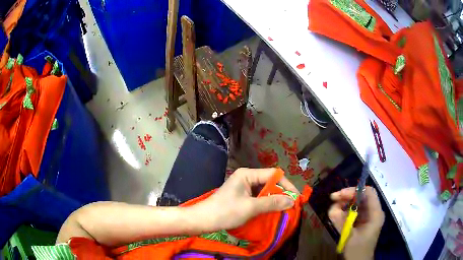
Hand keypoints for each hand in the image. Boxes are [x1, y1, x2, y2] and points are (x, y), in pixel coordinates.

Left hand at [194, 168, 298, 230]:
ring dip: (274, 199)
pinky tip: (272, 211)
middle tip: (292, 205)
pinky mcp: (241, 196)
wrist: (203, 220)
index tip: (296, 197)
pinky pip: (258, 197)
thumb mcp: (251, 207)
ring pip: (264, 191)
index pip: (273, 174)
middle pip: (269, 182)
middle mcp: (246, 177)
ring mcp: (243, 187)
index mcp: (247, 174)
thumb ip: (272, 202)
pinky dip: (266, 203)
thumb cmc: (226, 211)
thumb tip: (292, 201)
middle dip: (281, 193)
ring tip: (285, 209)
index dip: (287, 185)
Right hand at [328, 187, 384, 259]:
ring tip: (333, 209)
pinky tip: (338, 215)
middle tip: (333, 199)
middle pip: (362, 196)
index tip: (339, 195)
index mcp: (375, 214)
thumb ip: (341, 222)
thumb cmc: (357, 251)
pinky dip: (346, 210)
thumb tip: (331, 209)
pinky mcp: (363, 221)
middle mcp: (374, 212)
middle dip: (347, 196)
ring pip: (358, 202)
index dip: (354, 191)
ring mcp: (369, 216)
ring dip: (345, 203)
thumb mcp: (349, 237)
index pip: (368, 193)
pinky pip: (355, 211)